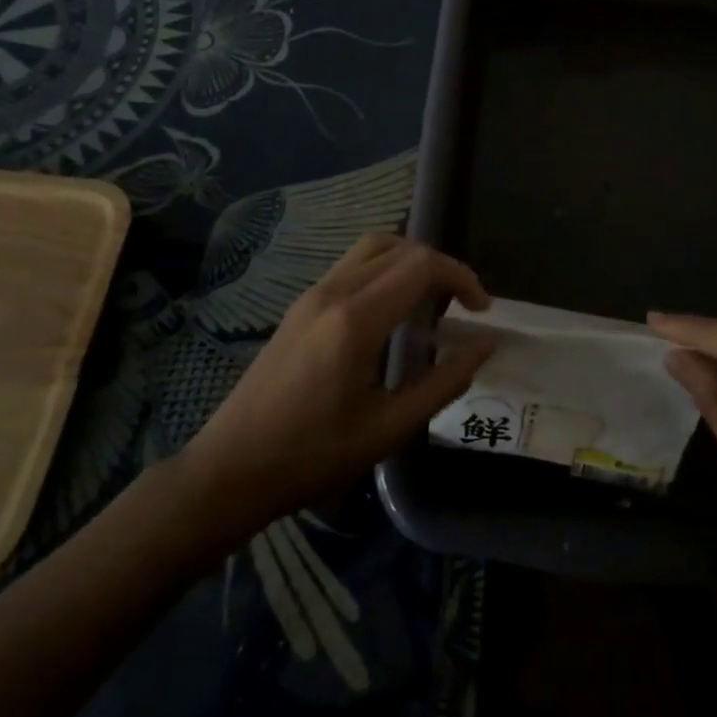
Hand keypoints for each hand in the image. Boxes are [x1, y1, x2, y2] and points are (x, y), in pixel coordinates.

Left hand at [181, 234, 493, 522]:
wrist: (231, 469)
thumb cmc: (313, 456)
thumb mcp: (388, 429)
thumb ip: (444, 382)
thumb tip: (485, 346)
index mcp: (356, 320)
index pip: (422, 266)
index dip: (462, 278)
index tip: (482, 311)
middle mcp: (334, 292)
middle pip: (401, 247)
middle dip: (441, 267)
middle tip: (462, 307)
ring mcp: (312, 294)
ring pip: (374, 247)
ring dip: (411, 260)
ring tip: (431, 300)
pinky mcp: (301, 304)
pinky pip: (353, 264)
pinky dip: (385, 269)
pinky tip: (392, 311)